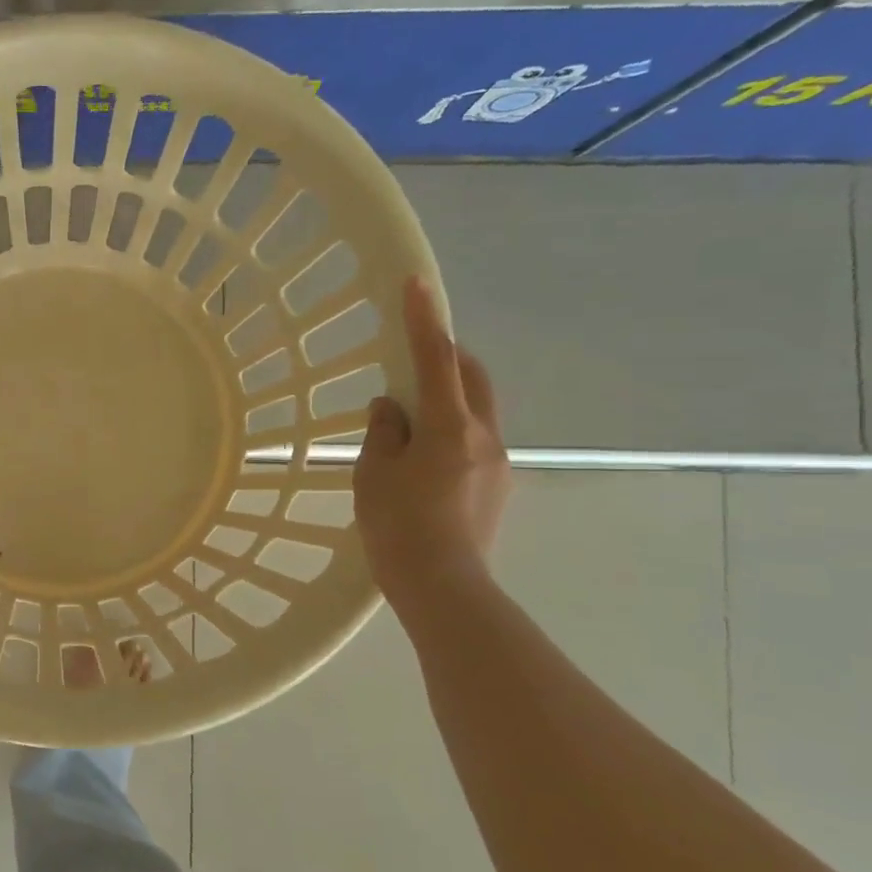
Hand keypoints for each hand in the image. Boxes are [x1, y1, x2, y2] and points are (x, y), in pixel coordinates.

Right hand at [355, 276, 510, 607]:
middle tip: (418, 352)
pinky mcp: (498, 487)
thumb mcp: (374, 474)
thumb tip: (391, 409)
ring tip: (411, 420)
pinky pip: (475, 441)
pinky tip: (425, 460)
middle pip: (473, 378)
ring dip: (449, 399)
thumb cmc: (398, 526)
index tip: (416, 284)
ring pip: (476, 411)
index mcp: (449, 426)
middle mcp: (484, 436)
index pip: (436, 360)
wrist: (443, 587)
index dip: (424, 320)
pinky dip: (451, 432)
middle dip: (449, 356)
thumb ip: (383, 432)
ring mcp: (497, 463)